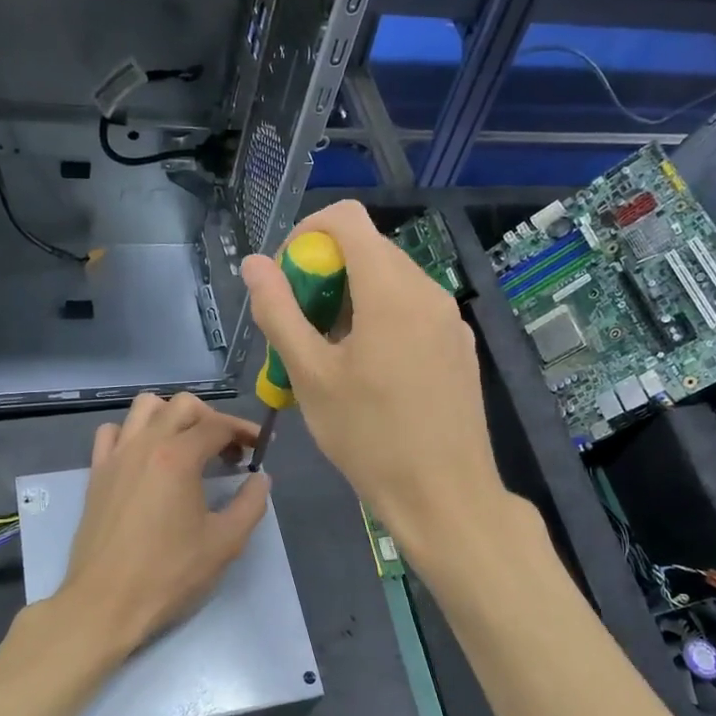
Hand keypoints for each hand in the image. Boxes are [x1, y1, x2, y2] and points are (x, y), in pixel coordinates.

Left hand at [53, 392, 269, 662]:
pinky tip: (147, 458)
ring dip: (172, 416)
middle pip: (183, 405)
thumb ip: (251, 504)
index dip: (245, 431)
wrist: (105, 603)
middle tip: (228, 451)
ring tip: (188, 446)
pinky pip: (113, 432)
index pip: (219, 425)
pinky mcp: (96, 473)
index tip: (261, 447)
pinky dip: (134, 433)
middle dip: (213, 419)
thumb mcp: (225, 543)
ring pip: (145, 407)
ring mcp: (116, 456)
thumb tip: (260, 478)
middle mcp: (145, 444)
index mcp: (179, 457)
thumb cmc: (168, 574)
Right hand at [242, 200, 508, 569]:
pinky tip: (370, 372)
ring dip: (351, 300)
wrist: (445, 496)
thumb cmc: (370, 437)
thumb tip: (255, 264)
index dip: (306, 235)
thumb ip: (279, 312)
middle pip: (369, 250)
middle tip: (301, 327)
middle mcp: (428, 291)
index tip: (287, 280)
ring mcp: (450, 319)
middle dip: (326, 274)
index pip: (346, 219)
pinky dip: (382, 320)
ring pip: (392, 282)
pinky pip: (414, 311)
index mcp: (391, 289)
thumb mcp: (311, 376)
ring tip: (331, 355)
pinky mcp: (460, 347)